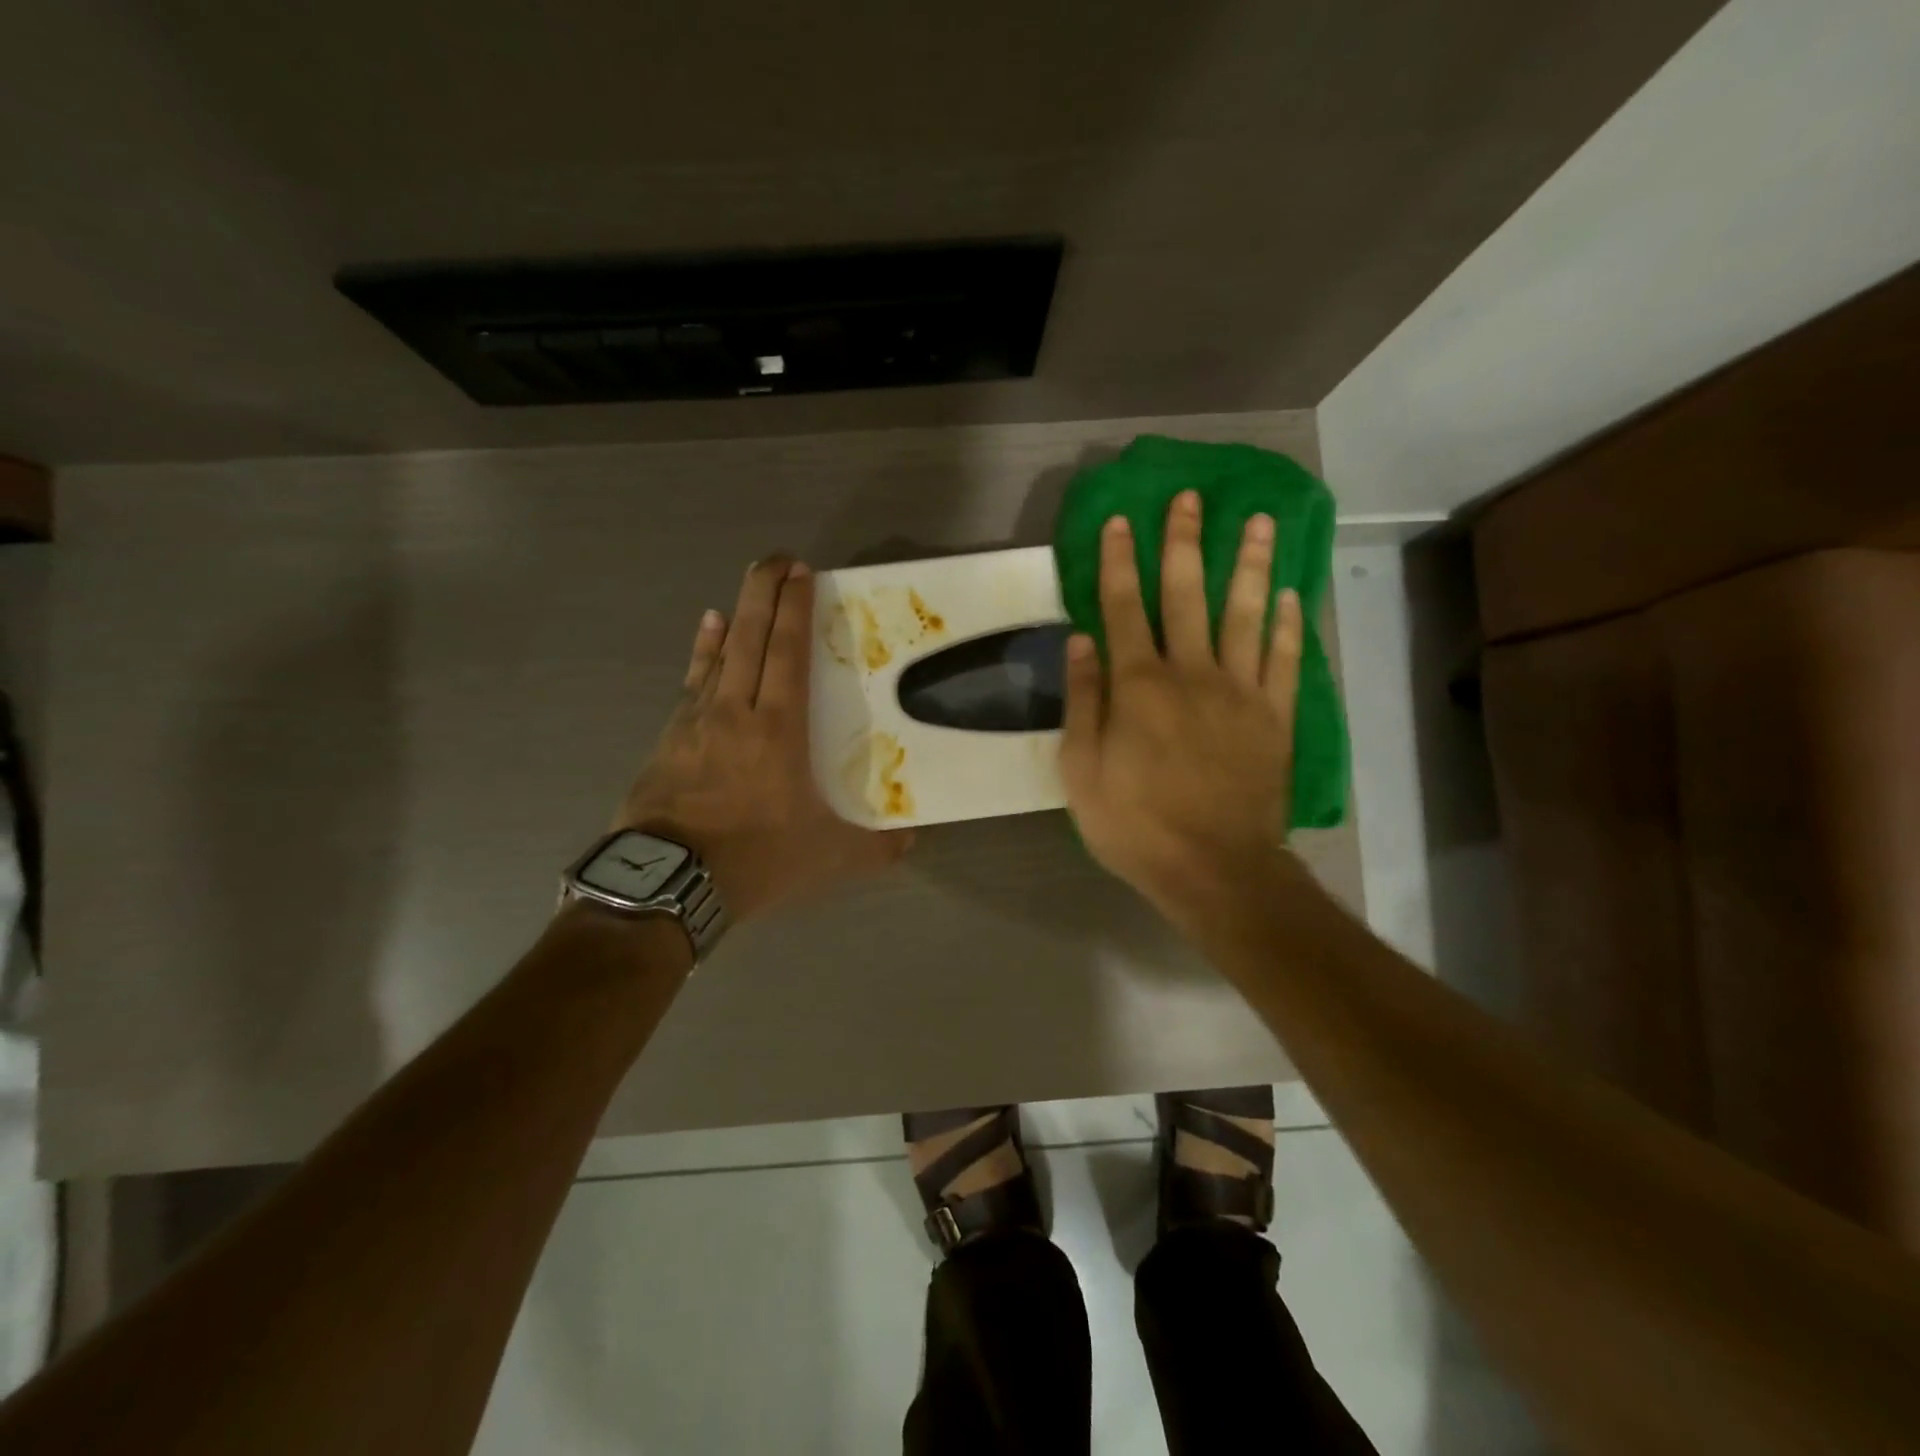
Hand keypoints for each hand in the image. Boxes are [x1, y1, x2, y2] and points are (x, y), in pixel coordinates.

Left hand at [615, 556, 912, 921]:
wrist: (666, 884)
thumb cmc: (753, 859)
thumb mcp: (827, 857)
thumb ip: (874, 847)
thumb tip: (912, 840)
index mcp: (778, 728)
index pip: (788, 652)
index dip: (795, 608)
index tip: (801, 572)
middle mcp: (736, 710)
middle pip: (751, 637)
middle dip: (765, 592)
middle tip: (778, 559)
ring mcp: (697, 720)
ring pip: (720, 653)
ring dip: (736, 615)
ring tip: (747, 585)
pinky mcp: (669, 738)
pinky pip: (692, 681)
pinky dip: (702, 651)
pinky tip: (705, 631)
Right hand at [1060, 491, 1302, 921]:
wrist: (1215, 869)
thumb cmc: (1135, 825)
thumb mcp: (1081, 772)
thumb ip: (1083, 702)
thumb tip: (1082, 640)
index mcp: (1139, 685)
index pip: (1125, 607)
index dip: (1121, 560)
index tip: (1122, 519)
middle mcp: (1192, 673)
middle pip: (1187, 595)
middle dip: (1185, 543)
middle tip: (1191, 497)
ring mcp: (1241, 692)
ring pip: (1246, 614)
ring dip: (1250, 564)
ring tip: (1259, 521)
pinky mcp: (1276, 717)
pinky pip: (1284, 660)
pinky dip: (1287, 624)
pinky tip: (1290, 594)